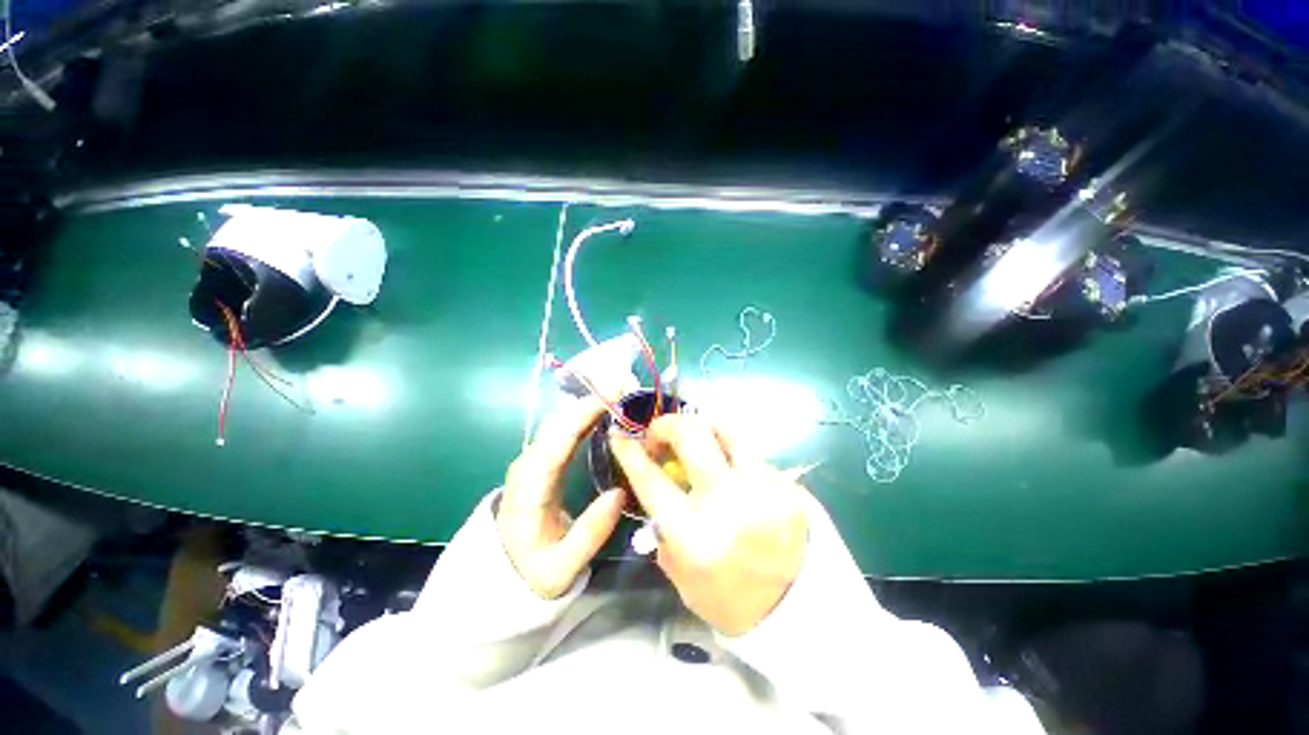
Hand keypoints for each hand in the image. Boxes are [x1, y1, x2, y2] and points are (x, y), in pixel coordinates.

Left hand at [498, 398, 626, 598]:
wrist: (504, 570)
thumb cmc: (532, 570)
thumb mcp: (560, 569)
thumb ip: (590, 534)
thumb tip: (619, 493)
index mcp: (529, 485)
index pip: (558, 438)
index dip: (585, 413)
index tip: (615, 396)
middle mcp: (528, 462)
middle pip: (560, 421)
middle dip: (593, 400)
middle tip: (628, 388)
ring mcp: (534, 458)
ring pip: (562, 421)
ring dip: (591, 404)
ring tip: (623, 394)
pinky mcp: (543, 458)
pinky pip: (565, 429)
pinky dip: (586, 415)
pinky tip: (606, 411)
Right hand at [609, 415, 809, 635]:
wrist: (799, 609)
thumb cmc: (730, 598)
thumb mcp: (682, 574)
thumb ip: (664, 528)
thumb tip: (658, 482)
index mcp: (694, 535)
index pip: (651, 479)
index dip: (631, 452)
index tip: (620, 435)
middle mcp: (727, 502)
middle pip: (691, 435)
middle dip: (666, 424)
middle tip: (658, 433)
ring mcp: (762, 487)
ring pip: (724, 430)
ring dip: (700, 427)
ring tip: (693, 437)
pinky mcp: (786, 483)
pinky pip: (748, 452)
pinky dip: (729, 452)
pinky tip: (727, 467)